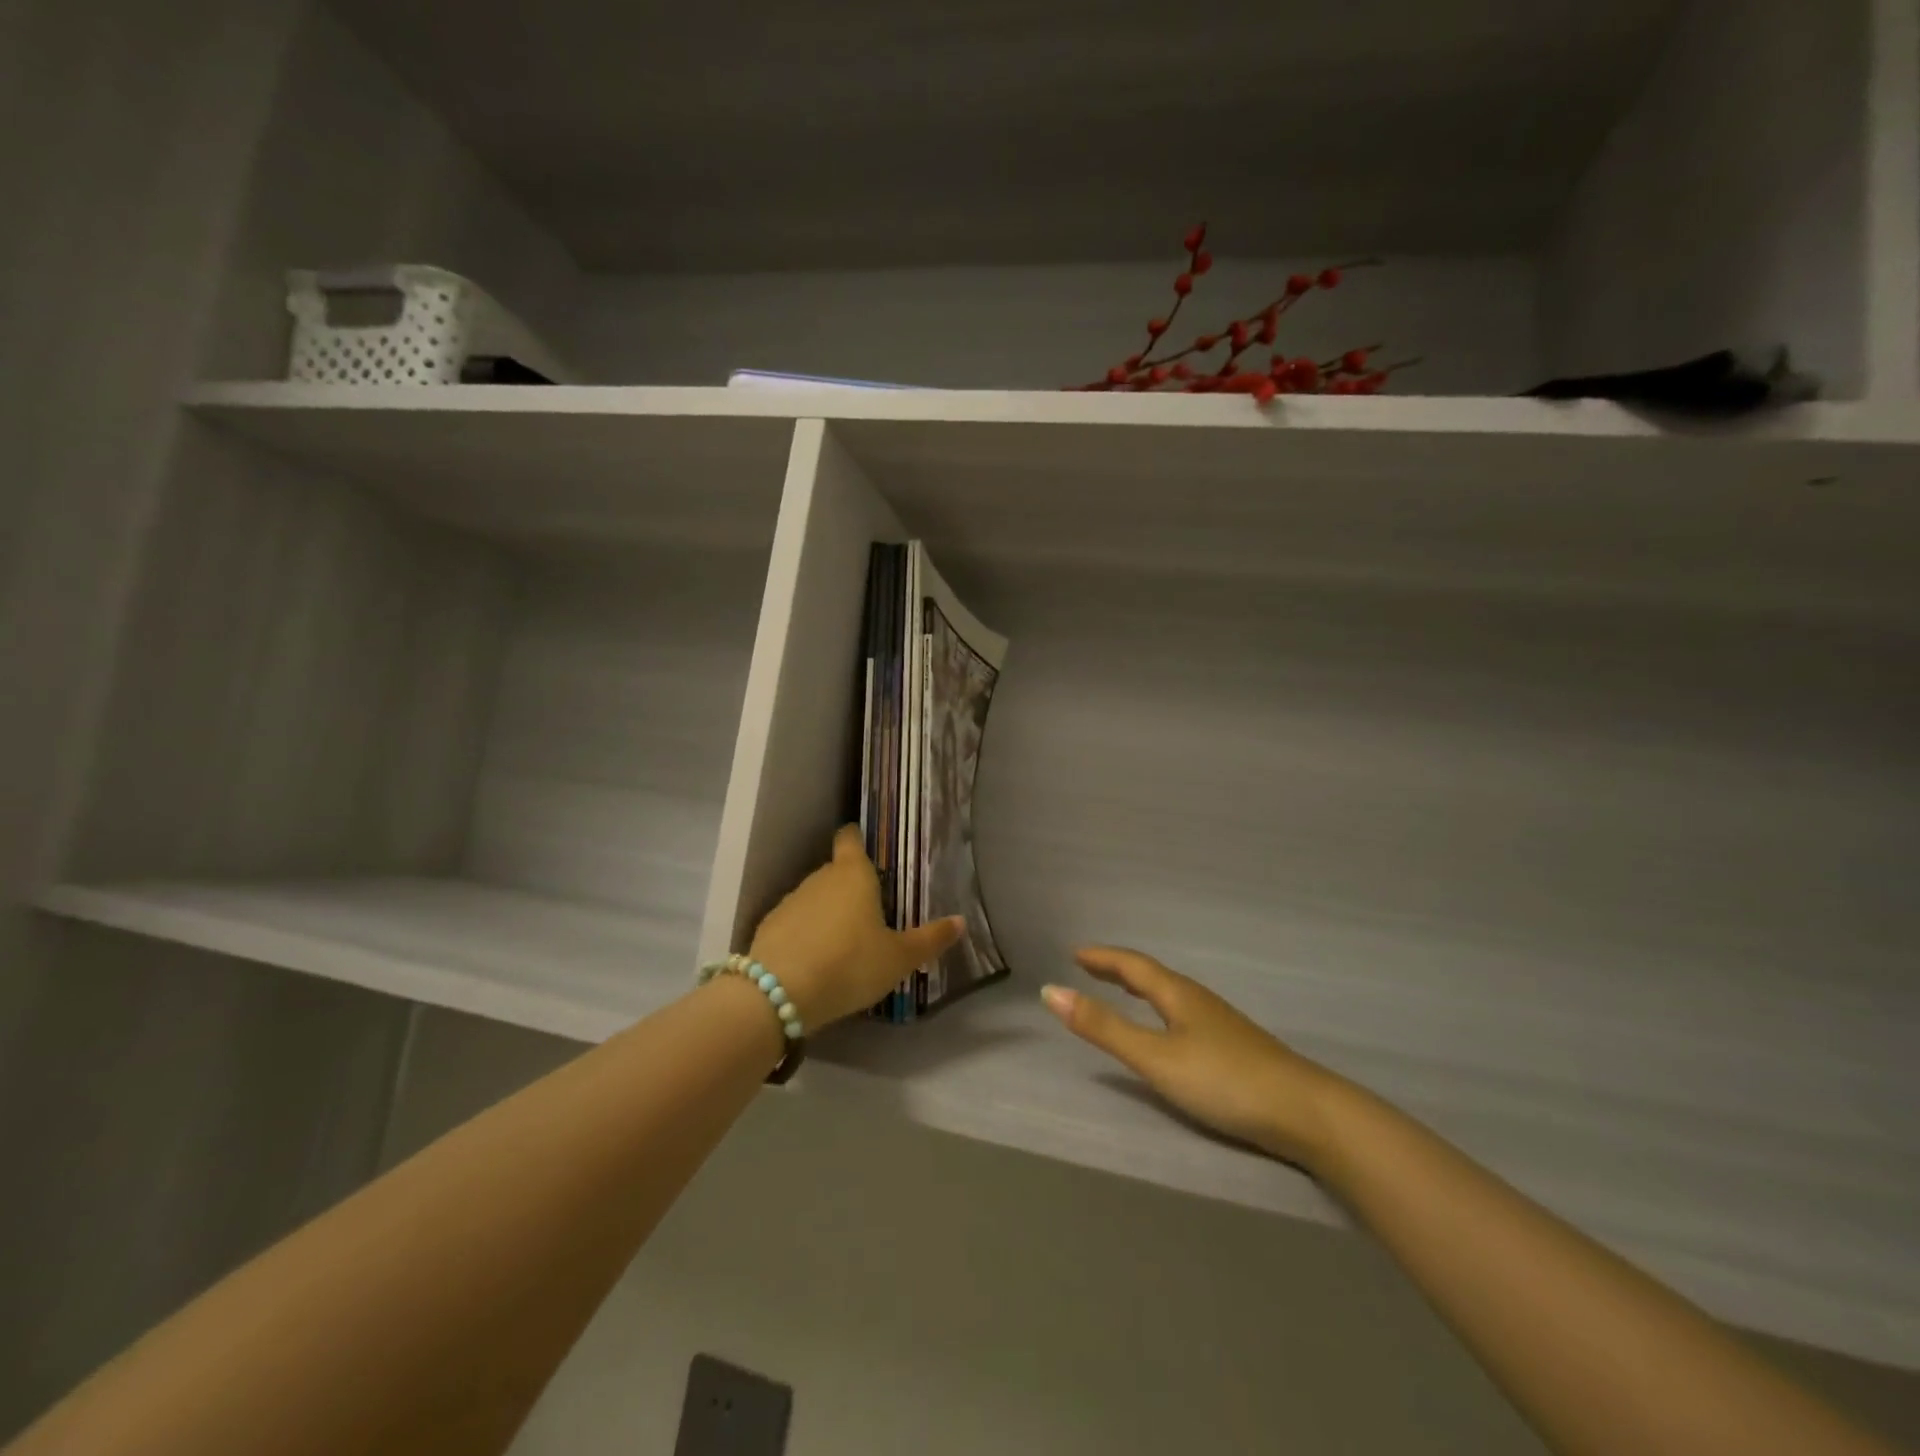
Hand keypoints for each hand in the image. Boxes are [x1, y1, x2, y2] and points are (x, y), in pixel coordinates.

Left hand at [749, 825, 963, 1030]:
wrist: (779, 993)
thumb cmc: (850, 964)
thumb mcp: (899, 958)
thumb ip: (929, 939)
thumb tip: (960, 921)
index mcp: (853, 875)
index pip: (850, 840)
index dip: (856, 839)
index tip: (864, 846)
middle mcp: (819, 878)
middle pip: (835, 872)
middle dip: (848, 887)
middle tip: (869, 912)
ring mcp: (790, 901)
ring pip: (814, 898)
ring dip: (826, 913)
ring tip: (842, 942)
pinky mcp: (768, 927)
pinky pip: (794, 923)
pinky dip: (804, 934)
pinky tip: (814, 960)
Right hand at [1042, 946, 1344, 1169]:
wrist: (1305, 1112)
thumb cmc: (1223, 1080)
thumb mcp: (1155, 1057)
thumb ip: (1104, 1028)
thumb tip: (1051, 992)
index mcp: (1177, 995)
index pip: (1132, 965)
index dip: (1102, 958)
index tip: (1075, 952)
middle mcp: (1198, 1001)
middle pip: (1152, 975)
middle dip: (1118, 969)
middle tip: (1089, 966)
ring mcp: (1221, 1024)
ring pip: (1170, 995)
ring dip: (1140, 987)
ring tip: (1122, 990)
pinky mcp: (1235, 1048)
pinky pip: (1184, 1014)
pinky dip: (1160, 1009)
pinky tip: (1169, 1029)